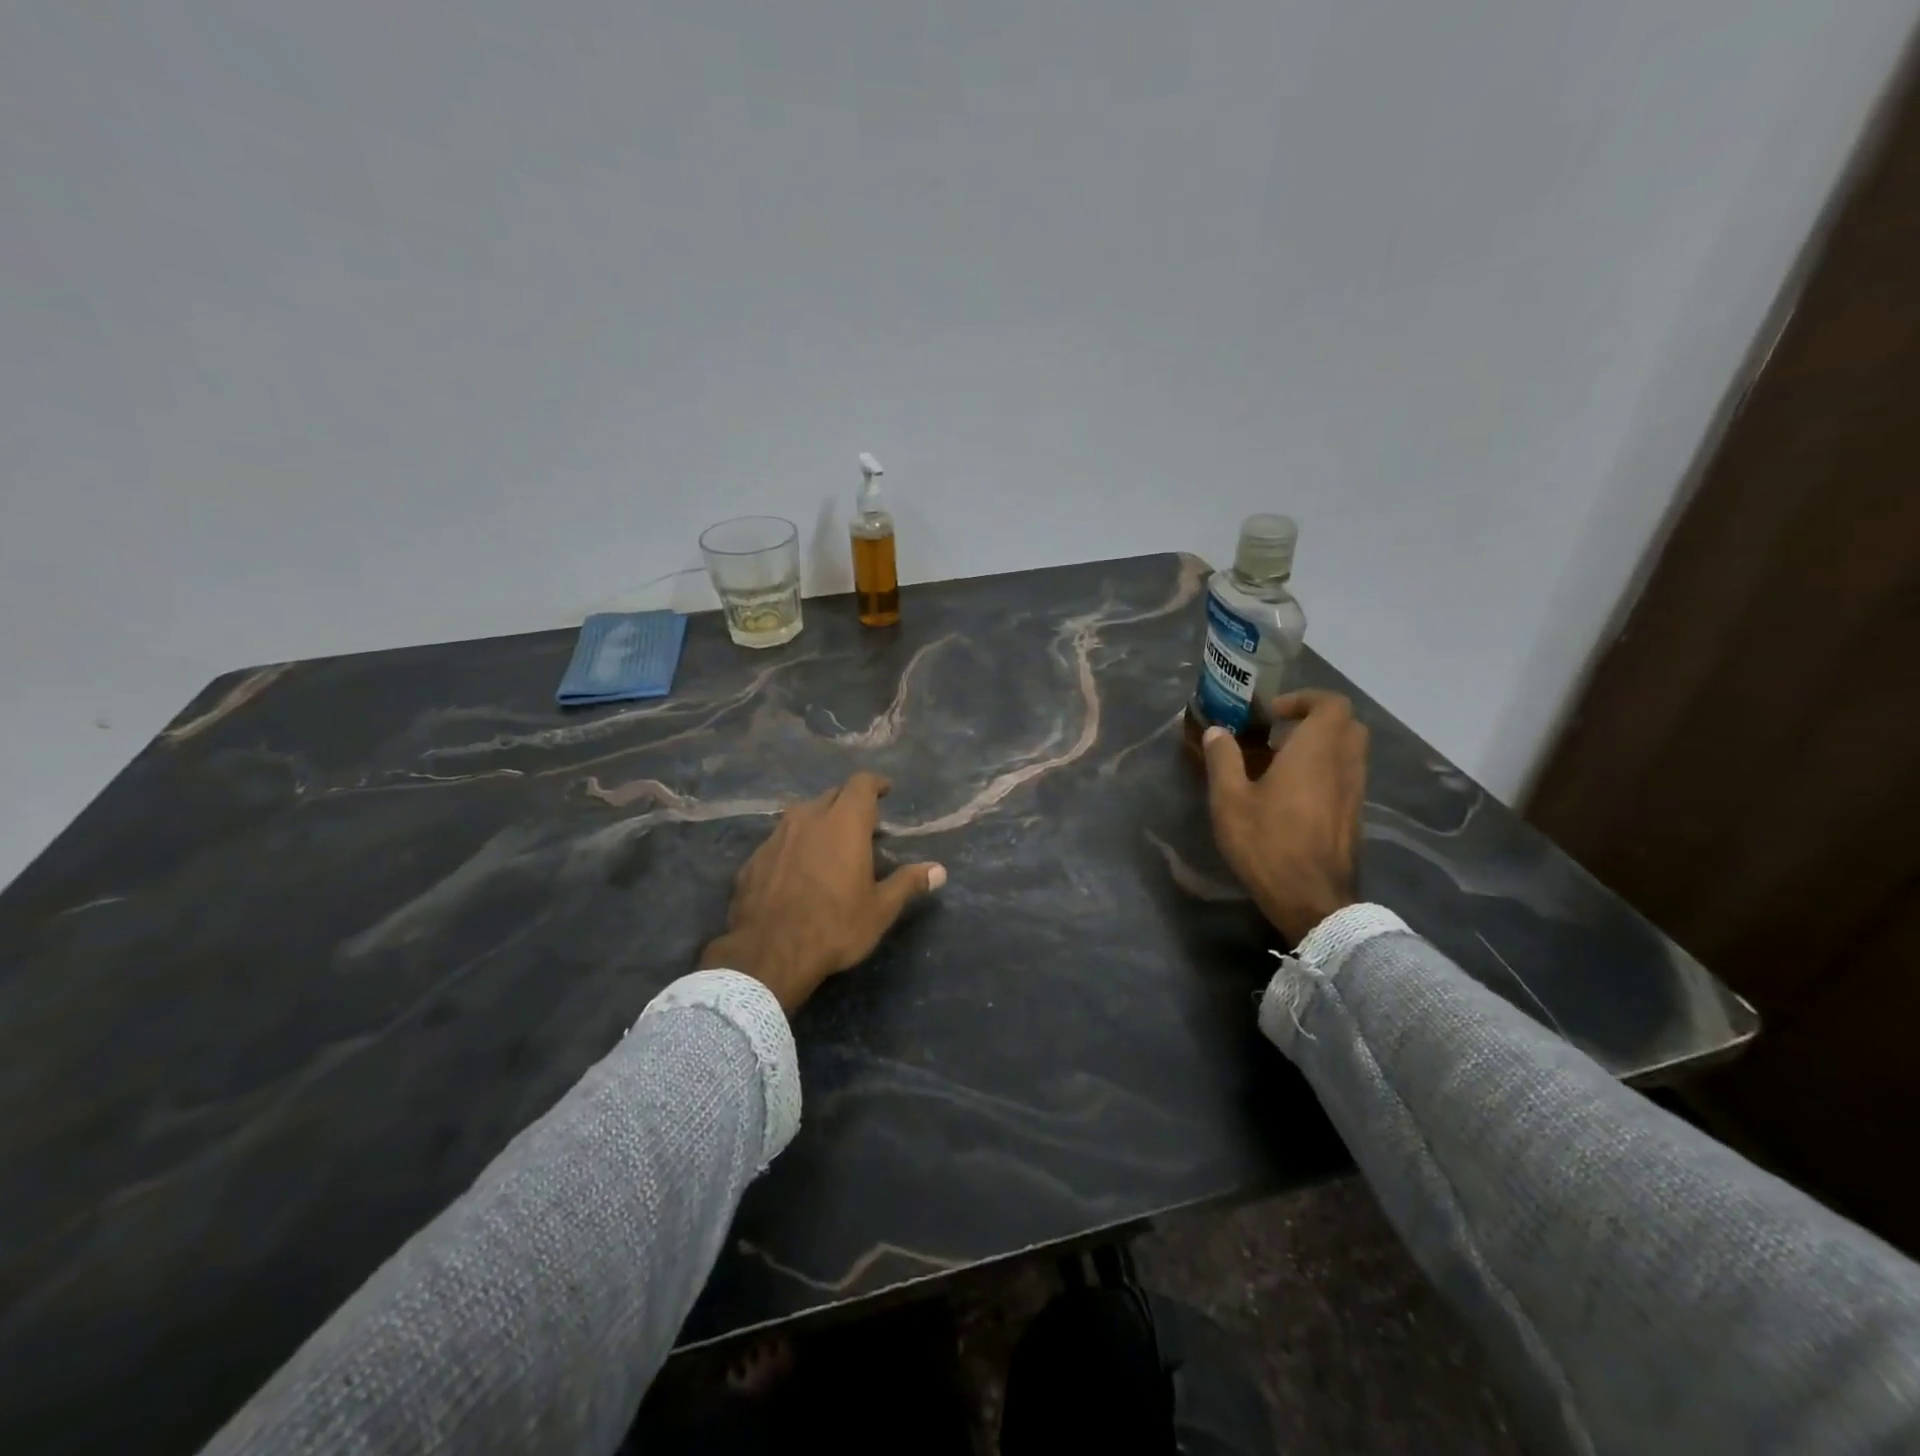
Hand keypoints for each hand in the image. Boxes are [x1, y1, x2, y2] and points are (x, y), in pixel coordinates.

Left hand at [701, 771, 946, 1013]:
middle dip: (849, 802)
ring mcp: (776, 837)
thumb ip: (908, 883)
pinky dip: (794, 845)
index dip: (875, 784)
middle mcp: (808, 818)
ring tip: (830, 843)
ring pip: (802, 815)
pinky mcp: (754, 858)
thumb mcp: (880, 908)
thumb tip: (939, 871)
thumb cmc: (835, 926)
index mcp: (844, 823)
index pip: (861, 784)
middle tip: (862, 823)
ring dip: (819, 821)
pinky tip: (798, 869)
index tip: (885, 790)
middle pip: (831, 795)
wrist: (768, 954)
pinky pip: (780, 840)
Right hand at [1202, 690, 1367, 943]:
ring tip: (1281, 762)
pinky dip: (1325, 770)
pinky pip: (1346, 775)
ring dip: (1321, 746)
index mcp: (1316, 751)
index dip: (1304, 699)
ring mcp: (1354, 791)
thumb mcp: (1230, 801)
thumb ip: (1223, 760)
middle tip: (1279, 732)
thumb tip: (1216, 732)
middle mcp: (1343, 764)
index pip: (1331, 704)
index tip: (1272, 713)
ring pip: (1349, 751)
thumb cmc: (1268, 843)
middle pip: (1346, 724)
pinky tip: (1292, 793)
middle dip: (1315, 719)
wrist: (1312, 899)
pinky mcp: (1354, 814)